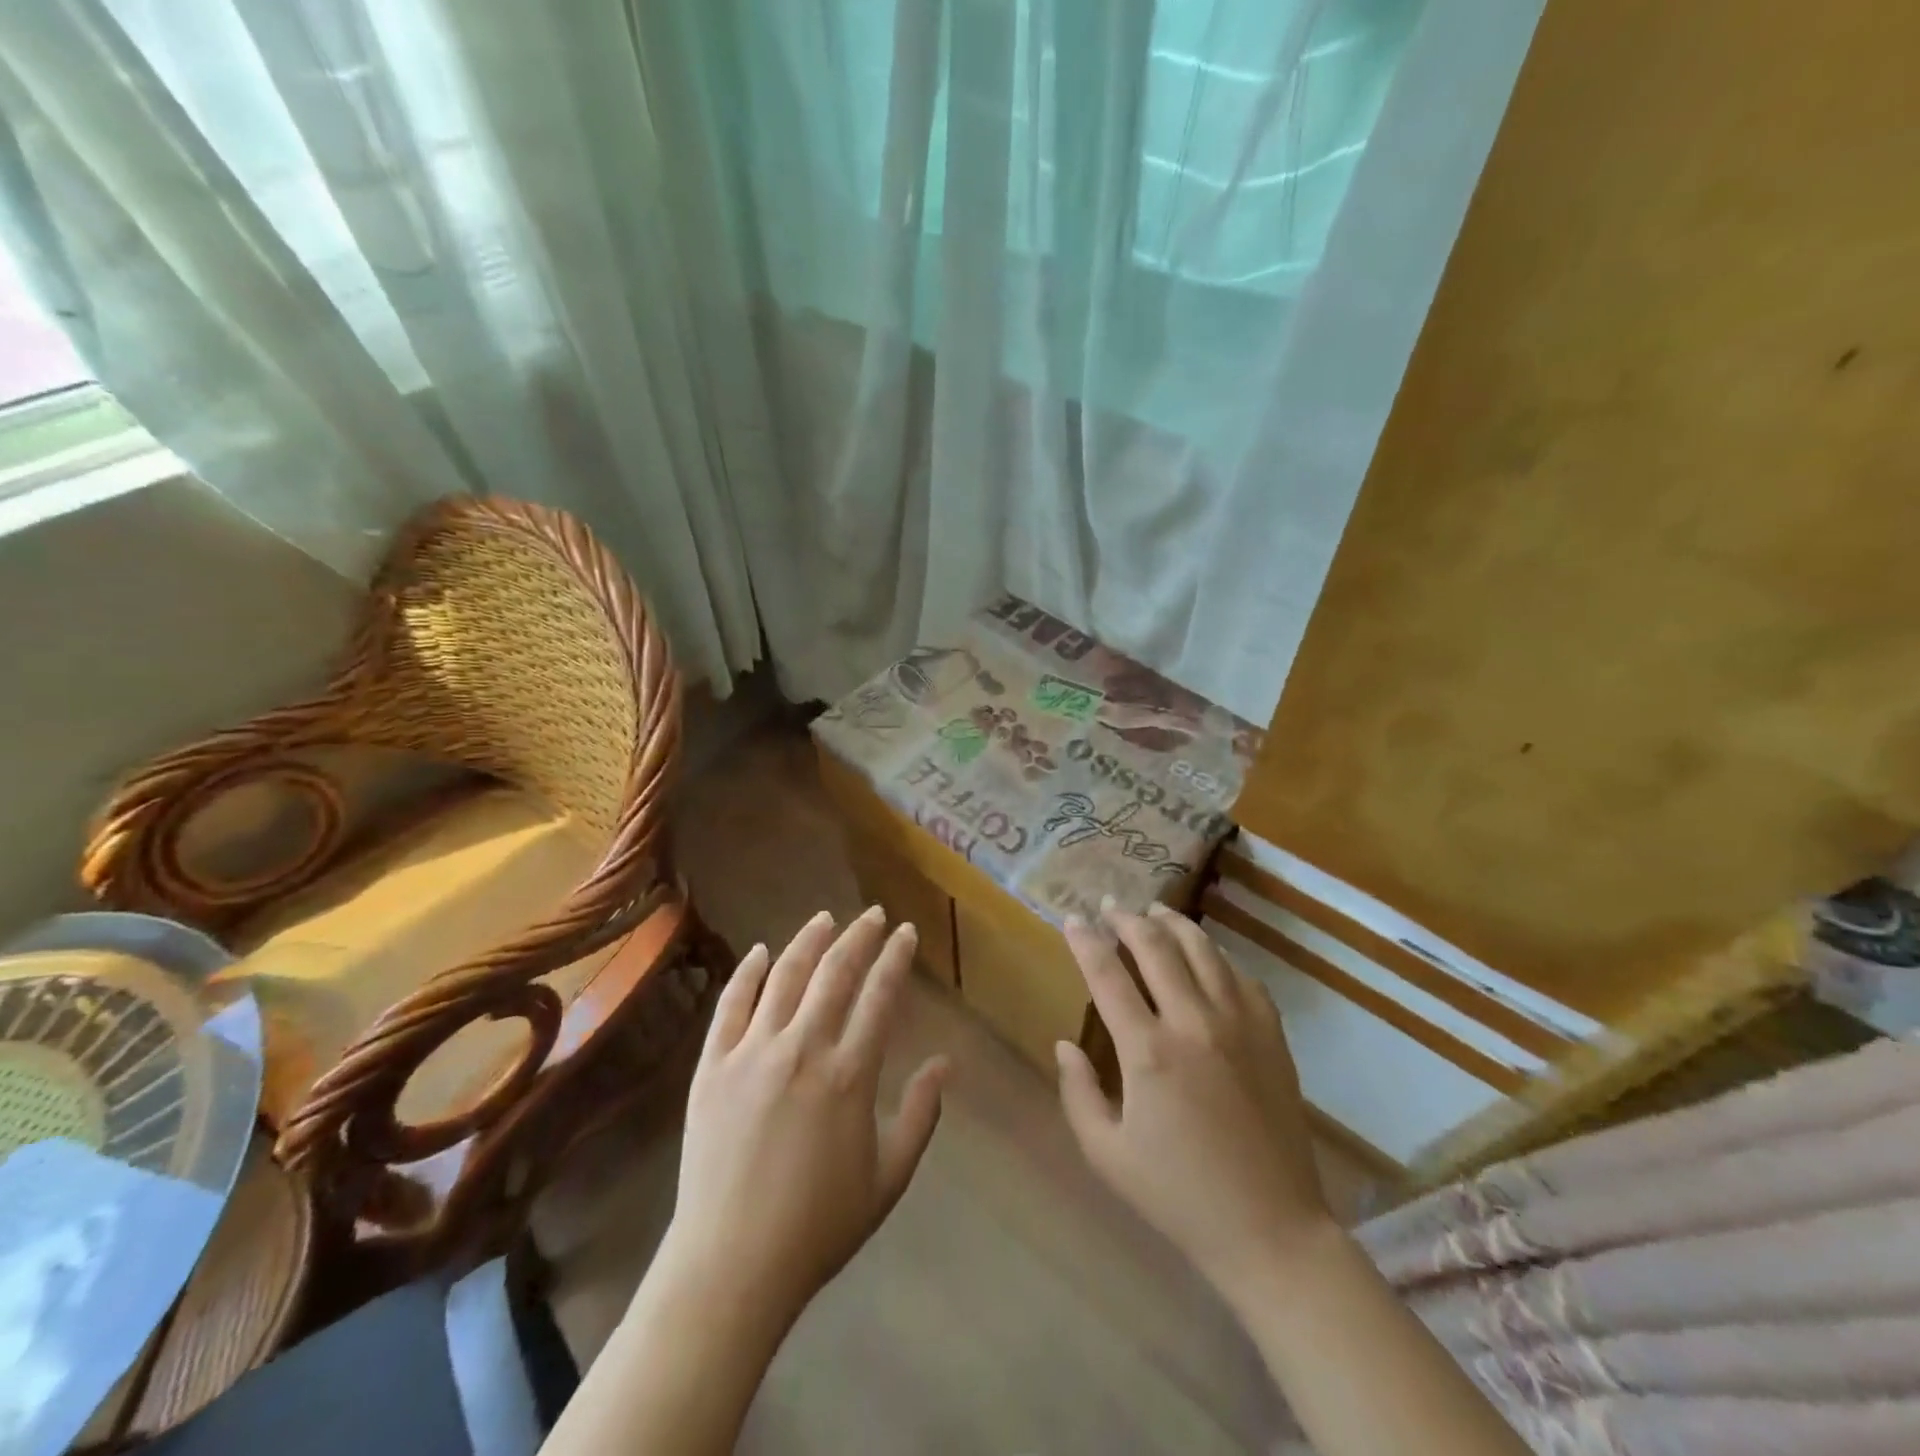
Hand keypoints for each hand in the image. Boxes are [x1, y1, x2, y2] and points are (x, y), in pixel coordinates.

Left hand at [657, 908, 949, 1325]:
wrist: (731, 1266)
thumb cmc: (818, 1226)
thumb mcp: (888, 1178)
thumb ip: (921, 1115)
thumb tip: (945, 1063)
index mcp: (849, 1074)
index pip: (880, 996)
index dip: (895, 958)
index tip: (906, 932)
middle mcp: (802, 1049)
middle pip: (835, 973)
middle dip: (859, 937)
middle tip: (872, 915)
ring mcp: (751, 1053)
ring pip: (784, 977)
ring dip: (808, 941)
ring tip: (825, 918)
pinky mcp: (712, 1067)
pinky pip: (731, 1006)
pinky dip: (747, 973)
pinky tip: (760, 952)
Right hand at [1055, 903, 1332, 1301]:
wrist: (1270, 1229)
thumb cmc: (1178, 1196)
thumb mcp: (1107, 1154)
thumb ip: (1078, 1092)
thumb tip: (1064, 1044)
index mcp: (1148, 1051)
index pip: (1107, 973)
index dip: (1085, 941)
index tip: (1073, 919)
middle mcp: (1193, 1023)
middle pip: (1156, 947)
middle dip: (1127, 919)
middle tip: (1111, 906)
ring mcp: (1239, 1025)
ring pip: (1203, 950)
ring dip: (1174, 924)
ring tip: (1155, 911)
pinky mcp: (1271, 1036)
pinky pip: (1243, 977)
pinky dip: (1218, 956)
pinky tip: (1207, 955)